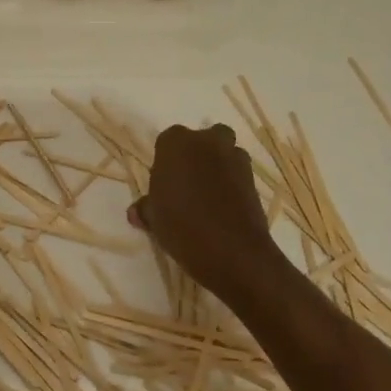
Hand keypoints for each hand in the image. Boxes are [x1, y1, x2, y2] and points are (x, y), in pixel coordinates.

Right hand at [130, 124, 284, 306]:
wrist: (233, 251)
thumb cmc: (182, 226)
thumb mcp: (154, 219)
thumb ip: (146, 209)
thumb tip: (136, 212)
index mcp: (176, 143)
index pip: (167, 142)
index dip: (166, 162)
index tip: (164, 185)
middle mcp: (206, 141)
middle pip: (202, 139)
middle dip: (197, 155)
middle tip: (187, 184)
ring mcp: (234, 158)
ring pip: (225, 153)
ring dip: (219, 166)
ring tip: (209, 196)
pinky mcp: (254, 178)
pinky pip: (239, 174)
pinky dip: (233, 184)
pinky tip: (225, 207)